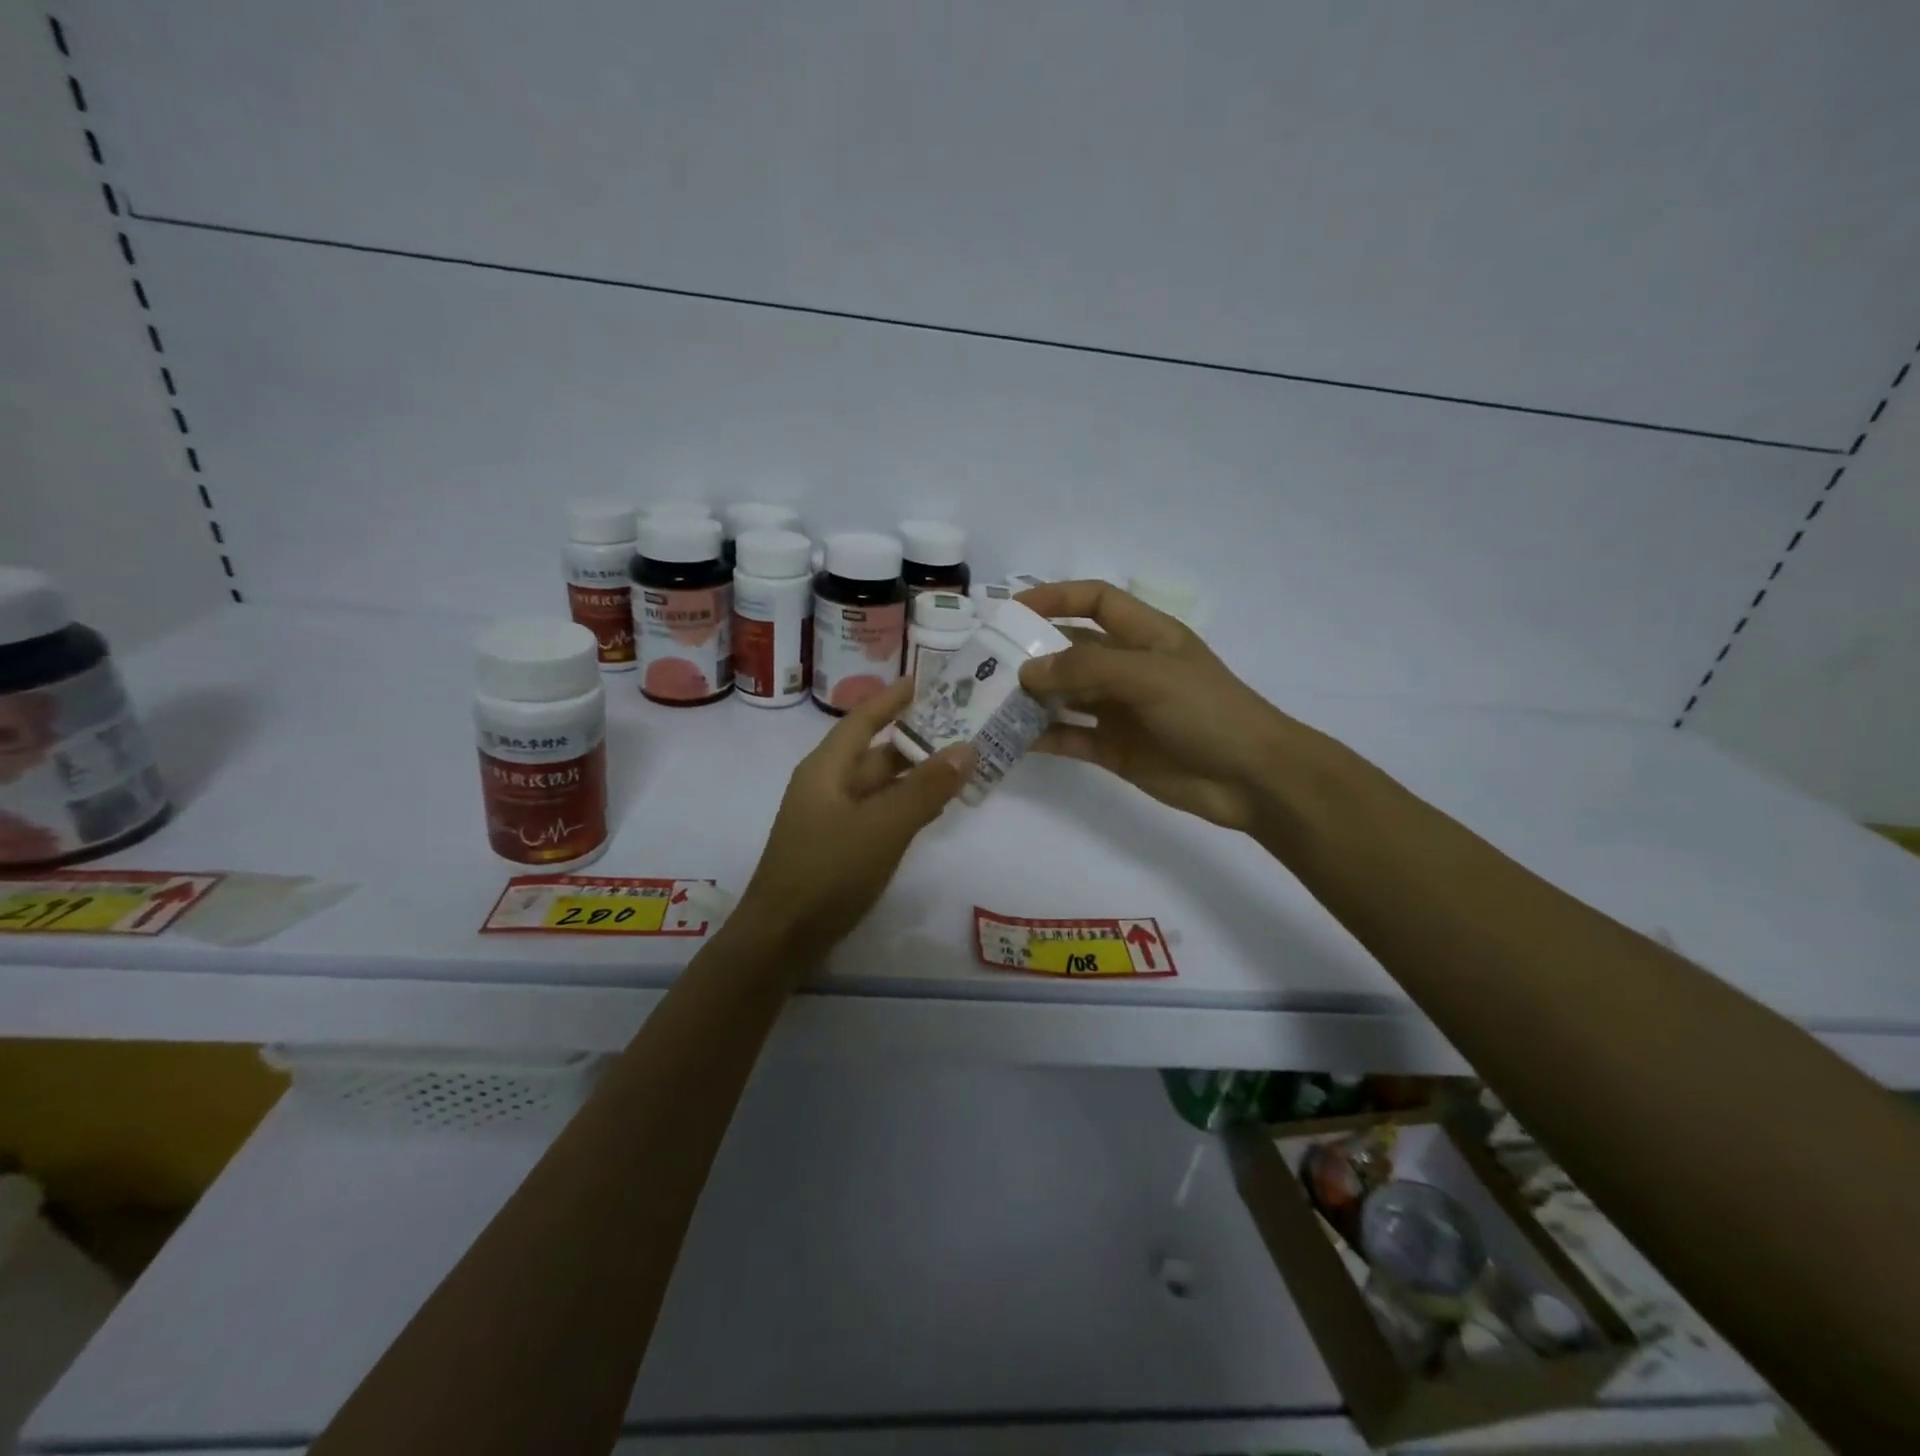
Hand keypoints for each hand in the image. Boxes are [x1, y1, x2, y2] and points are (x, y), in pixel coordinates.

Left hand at [735, 675, 975, 961]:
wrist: (782, 938)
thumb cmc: (829, 871)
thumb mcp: (883, 826)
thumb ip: (926, 789)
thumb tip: (966, 749)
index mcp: (827, 768)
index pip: (863, 719)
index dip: (893, 698)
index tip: (927, 682)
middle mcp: (827, 785)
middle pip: (876, 753)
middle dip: (916, 740)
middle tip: (963, 728)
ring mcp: (832, 818)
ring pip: (880, 786)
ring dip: (916, 776)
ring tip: (960, 764)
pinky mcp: (839, 847)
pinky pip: (878, 814)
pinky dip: (906, 806)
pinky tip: (934, 809)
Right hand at [1015, 581, 1299, 831]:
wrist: (1251, 779)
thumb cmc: (1207, 711)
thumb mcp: (1149, 676)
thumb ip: (1086, 669)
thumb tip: (1027, 671)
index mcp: (1145, 635)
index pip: (1095, 601)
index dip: (1056, 597)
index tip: (1013, 610)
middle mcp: (1128, 668)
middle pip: (1071, 650)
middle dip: (1033, 652)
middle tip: (987, 662)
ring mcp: (1119, 710)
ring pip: (1065, 695)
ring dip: (1032, 696)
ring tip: (990, 701)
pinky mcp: (1113, 748)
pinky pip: (1070, 736)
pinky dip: (1043, 736)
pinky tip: (1011, 739)